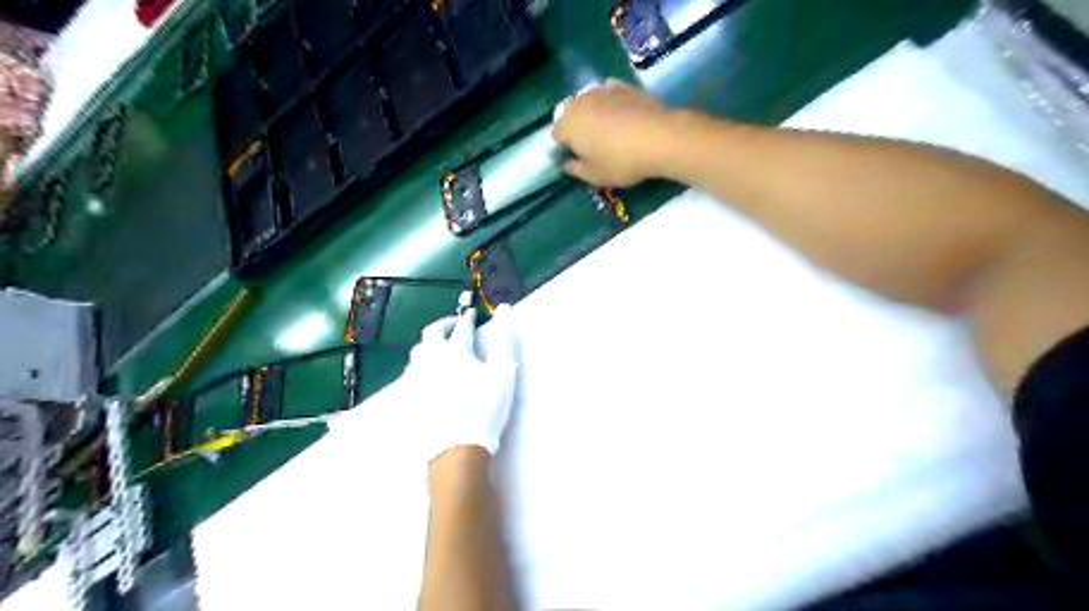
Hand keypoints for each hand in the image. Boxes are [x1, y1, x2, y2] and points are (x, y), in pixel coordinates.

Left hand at [400, 305, 519, 466]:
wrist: (456, 448)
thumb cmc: (484, 406)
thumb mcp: (503, 371)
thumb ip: (504, 339)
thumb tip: (504, 310)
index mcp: (453, 350)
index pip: (460, 327)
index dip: (467, 319)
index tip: (472, 315)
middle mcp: (430, 359)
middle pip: (431, 335)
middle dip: (443, 325)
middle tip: (453, 325)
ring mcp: (416, 380)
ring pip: (417, 353)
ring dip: (429, 344)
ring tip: (440, 348)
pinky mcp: (410, 398)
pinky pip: (411, 373)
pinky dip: (421, 366)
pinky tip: (428, 375)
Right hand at [554, 78, 672, 185]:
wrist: (659, 137)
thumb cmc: (621, 162)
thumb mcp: (595, 176)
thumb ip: (575, 170)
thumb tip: (567, 164)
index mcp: (568, 125)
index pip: (556, 135)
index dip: (564, 147)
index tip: (577, 158)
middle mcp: (579, 103)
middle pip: (569, 113)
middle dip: (575, 126)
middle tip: (591, 143)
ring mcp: (601, 90)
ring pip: (587, 100)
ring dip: (591, 112)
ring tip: (606, 127)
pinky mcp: (623, 85)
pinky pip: (608, 93)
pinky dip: (609, 102)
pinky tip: (621, 113)